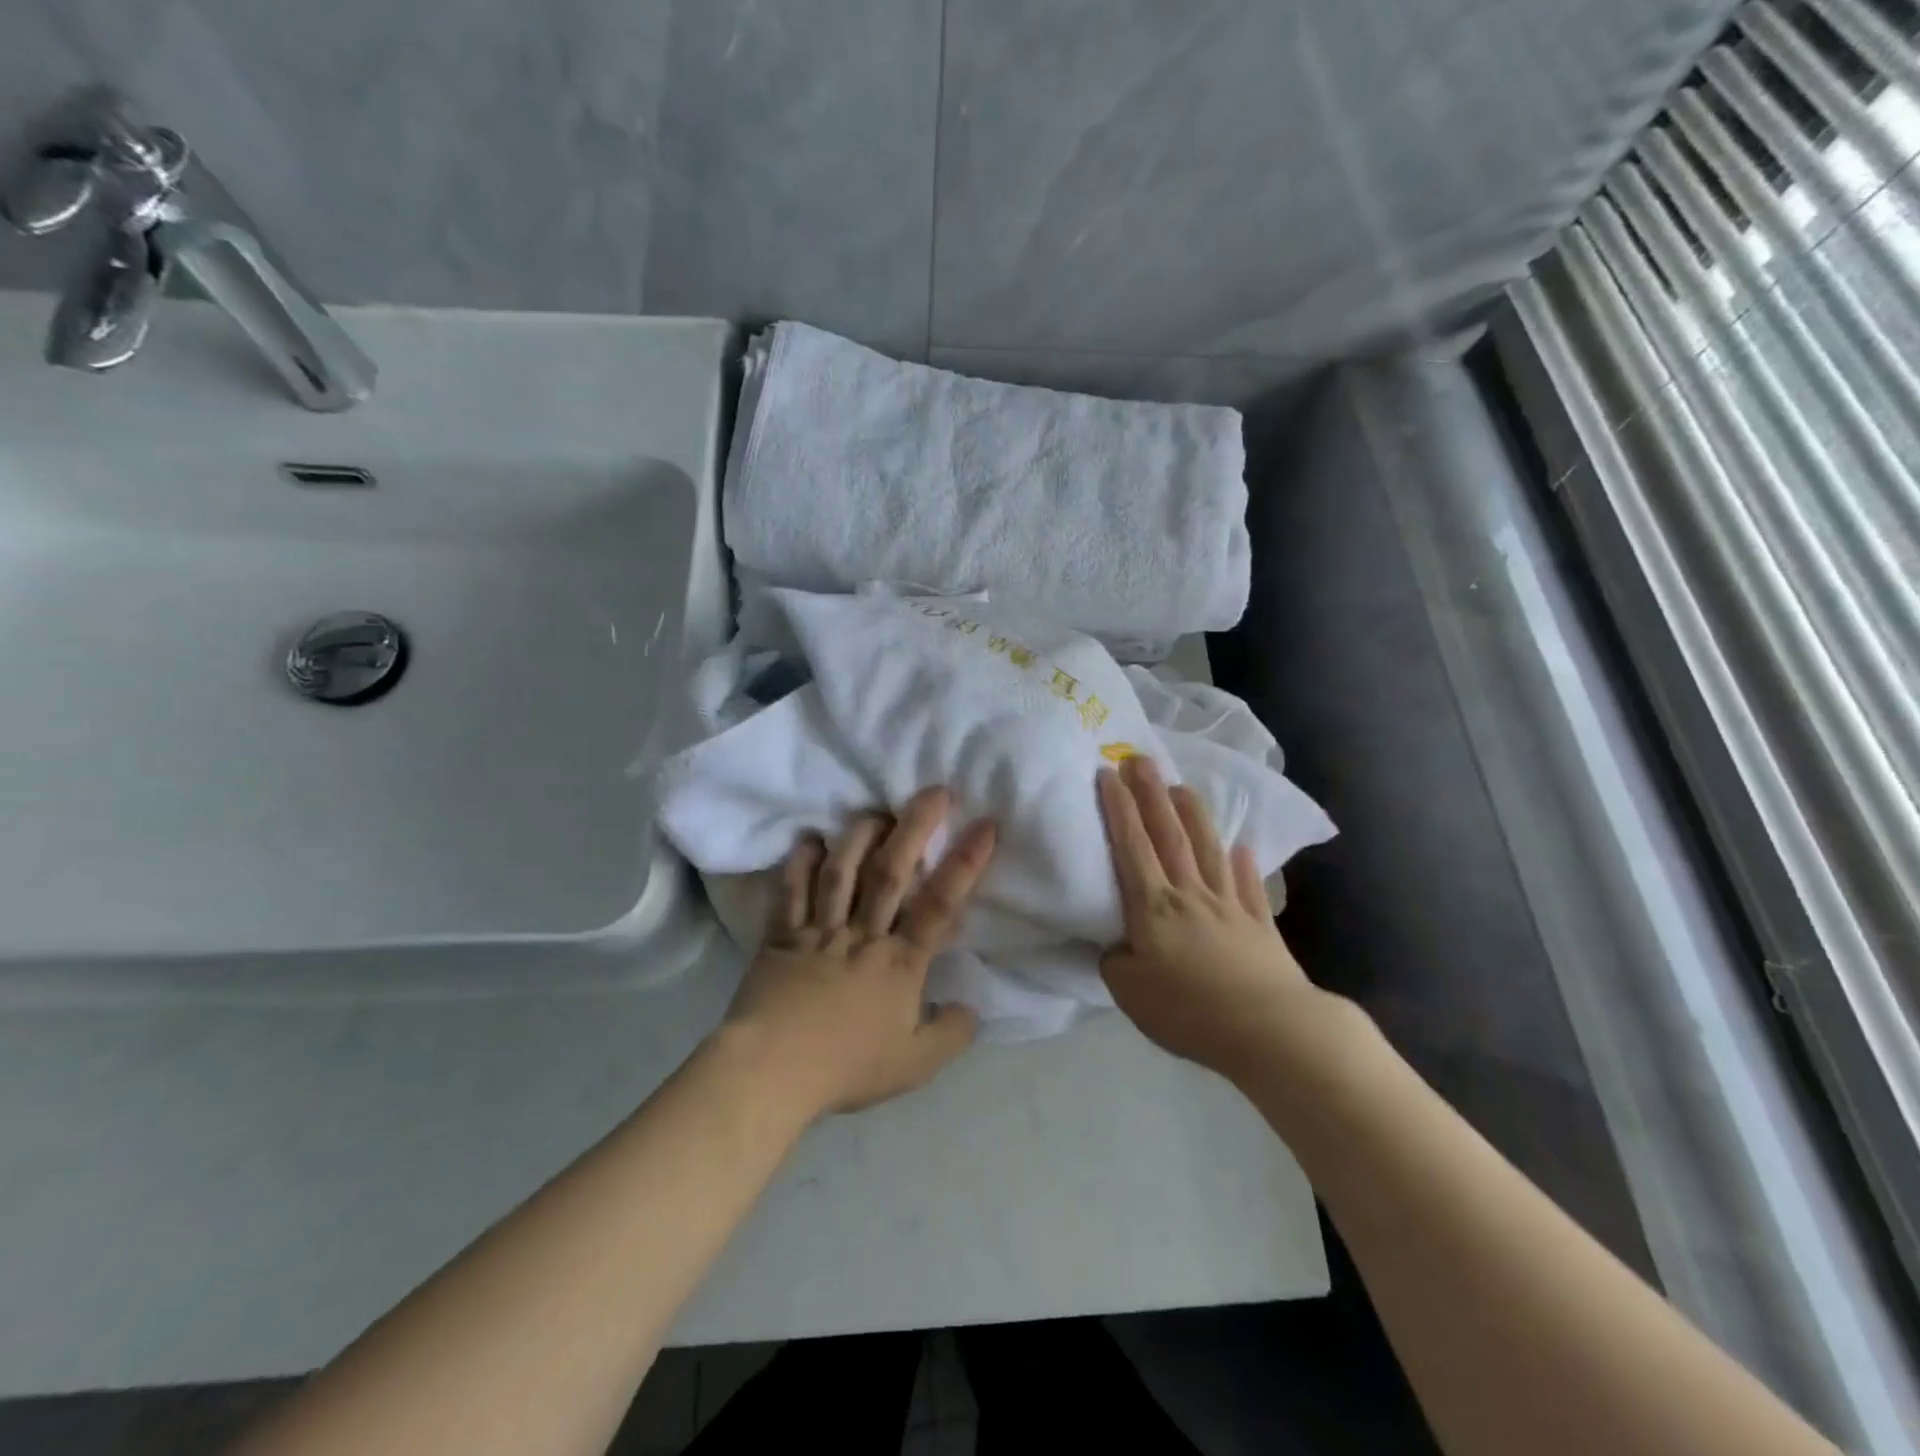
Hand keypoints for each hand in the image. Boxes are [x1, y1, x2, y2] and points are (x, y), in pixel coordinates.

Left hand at [722, 787, 995, 1115]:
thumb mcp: (914, 1065)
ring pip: (842, 871)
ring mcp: (819, 931)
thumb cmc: (846, 1066)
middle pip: (892, 871)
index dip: (965, 862)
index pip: (941, 904)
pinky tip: (808, 840)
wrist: (771, 1073)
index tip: (985, 824)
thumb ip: (950, 1034)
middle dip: (915, 827)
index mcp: (900, 962)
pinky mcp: (781, 936)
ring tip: (876, 811)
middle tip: (935, 791)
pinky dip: (799, 864)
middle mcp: (862, 935)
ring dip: (859, 835)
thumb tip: (970, 1008)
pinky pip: (791, 892)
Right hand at [1097, 757, 1331, 1079]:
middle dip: (1151, 793)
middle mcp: (1191, 893)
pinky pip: (1249, 886)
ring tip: (1181, 786)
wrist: (1269, 1030)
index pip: (1131, 846)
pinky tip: (1242, 847)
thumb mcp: (1129, 992)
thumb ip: (1115, 961)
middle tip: (1139, 758)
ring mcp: (1229, 905)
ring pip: (1208, 848)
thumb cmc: (1189, 1011)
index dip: (1118, 809)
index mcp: (1153, 907)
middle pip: (1169, 834)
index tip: (1108, 773)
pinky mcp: (1259, 925)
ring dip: (1193, 814)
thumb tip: (1118, 943)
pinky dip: (1244, 865)